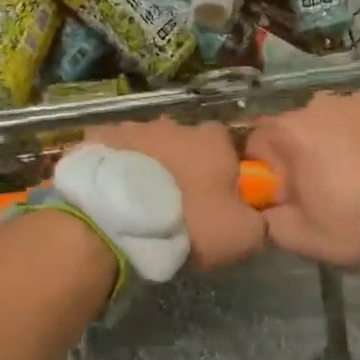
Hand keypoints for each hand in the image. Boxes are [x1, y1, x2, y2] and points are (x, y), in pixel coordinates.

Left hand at [81, 119, 264, 269]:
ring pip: (148, 146)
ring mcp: (134, 126)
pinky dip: (113, 167)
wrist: (118, 217)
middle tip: (175, 205)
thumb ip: (259, 222)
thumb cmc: (187, 221)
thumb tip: (260, 218)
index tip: (216, 200)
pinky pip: (112, 151)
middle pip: (186, 144)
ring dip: (147, 167)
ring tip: (137, 202)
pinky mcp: (99, 137)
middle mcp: (175, 124)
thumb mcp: (240, 235)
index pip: (227, 148)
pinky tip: (108, 191)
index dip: (224, 173)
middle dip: (183, 167)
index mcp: (213, 140)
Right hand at [246, 93, 359, 264]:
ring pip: (336, 117)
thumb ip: (265, 217)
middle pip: (298, 125)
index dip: (270, 167)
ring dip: (338, 136)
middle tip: (328, 183)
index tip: (289, 191)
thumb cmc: (356, 227)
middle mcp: (321, 104)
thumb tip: (261, 206)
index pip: (259, 140)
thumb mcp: (297, 236)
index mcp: (292, 132)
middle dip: (305, 150)